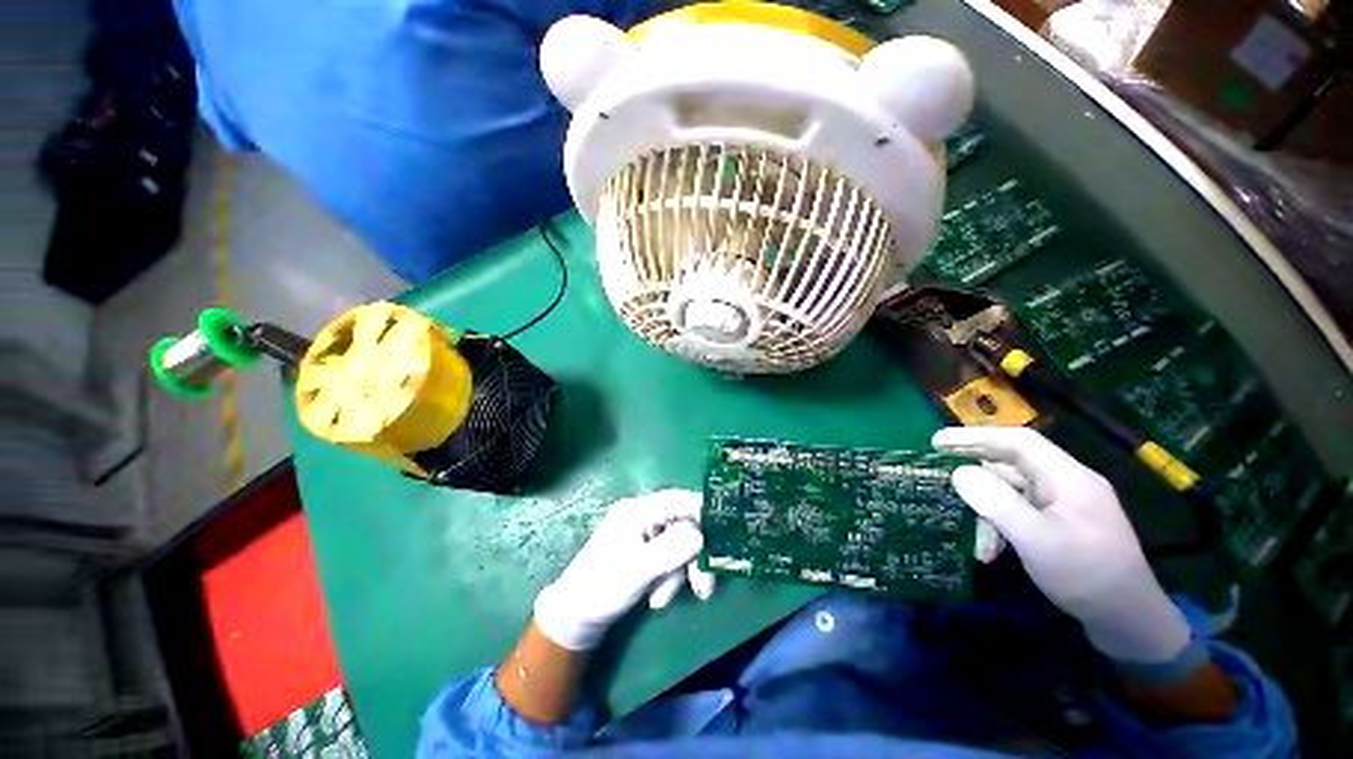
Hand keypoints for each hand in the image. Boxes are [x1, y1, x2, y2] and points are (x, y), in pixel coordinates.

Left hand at [533, 489, 715, 650]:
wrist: (574, 618)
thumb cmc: (602, 588)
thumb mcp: (638, 570)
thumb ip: (671, 550)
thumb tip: (702, 535)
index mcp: (638, 510)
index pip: (678, 500)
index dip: (703, 512)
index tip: (725, 533)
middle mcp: (644, 517)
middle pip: (683, 525)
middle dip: (692, 556)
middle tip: (704, 586)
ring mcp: (645, 535)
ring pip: (679, 546)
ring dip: (678, 574)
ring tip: (661, 600)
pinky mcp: (646, 553)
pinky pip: (670, 559)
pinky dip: (670, 579)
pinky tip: (657, 599)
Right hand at [932, 426, 1190, 664]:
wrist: (1129, 623)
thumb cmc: (1086, 577)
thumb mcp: (1038, 541)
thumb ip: (998, 503)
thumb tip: (959, 473)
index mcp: (1068, 478)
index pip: (1018, 442)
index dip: (975, 437)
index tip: (937, 442)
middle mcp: (1066, 484)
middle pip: (1012, 465)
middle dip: (976, 473)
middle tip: (939, 475)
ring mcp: (1064, 506)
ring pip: (1012, 492)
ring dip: (988, 510)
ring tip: (974, 540)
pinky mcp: (1060, 525)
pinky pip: (1020, 512)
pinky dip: (1001, 526)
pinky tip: (991, 550)